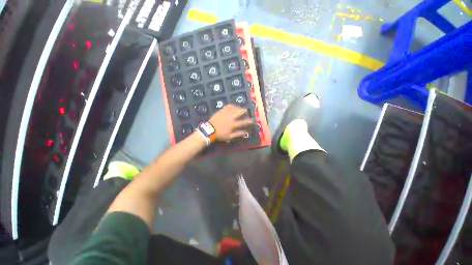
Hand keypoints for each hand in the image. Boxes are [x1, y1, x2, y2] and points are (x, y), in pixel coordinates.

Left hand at [209, 105, 253, 141]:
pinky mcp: (221, 111)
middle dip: (244, 111)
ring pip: (234, 108)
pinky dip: (232, 106)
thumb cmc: (220, 134)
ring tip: (240, 108)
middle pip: (239, 112)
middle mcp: (231, 117)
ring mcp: (226, 113)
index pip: (243, 122)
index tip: (252, 120)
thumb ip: (238, 134)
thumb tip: (245, 132)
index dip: (249, 121)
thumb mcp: (229, 137)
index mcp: (233, 124)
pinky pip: (228, 106)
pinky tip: (233, 106)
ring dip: (238, 107)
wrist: (209, 129)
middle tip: (246, 111)